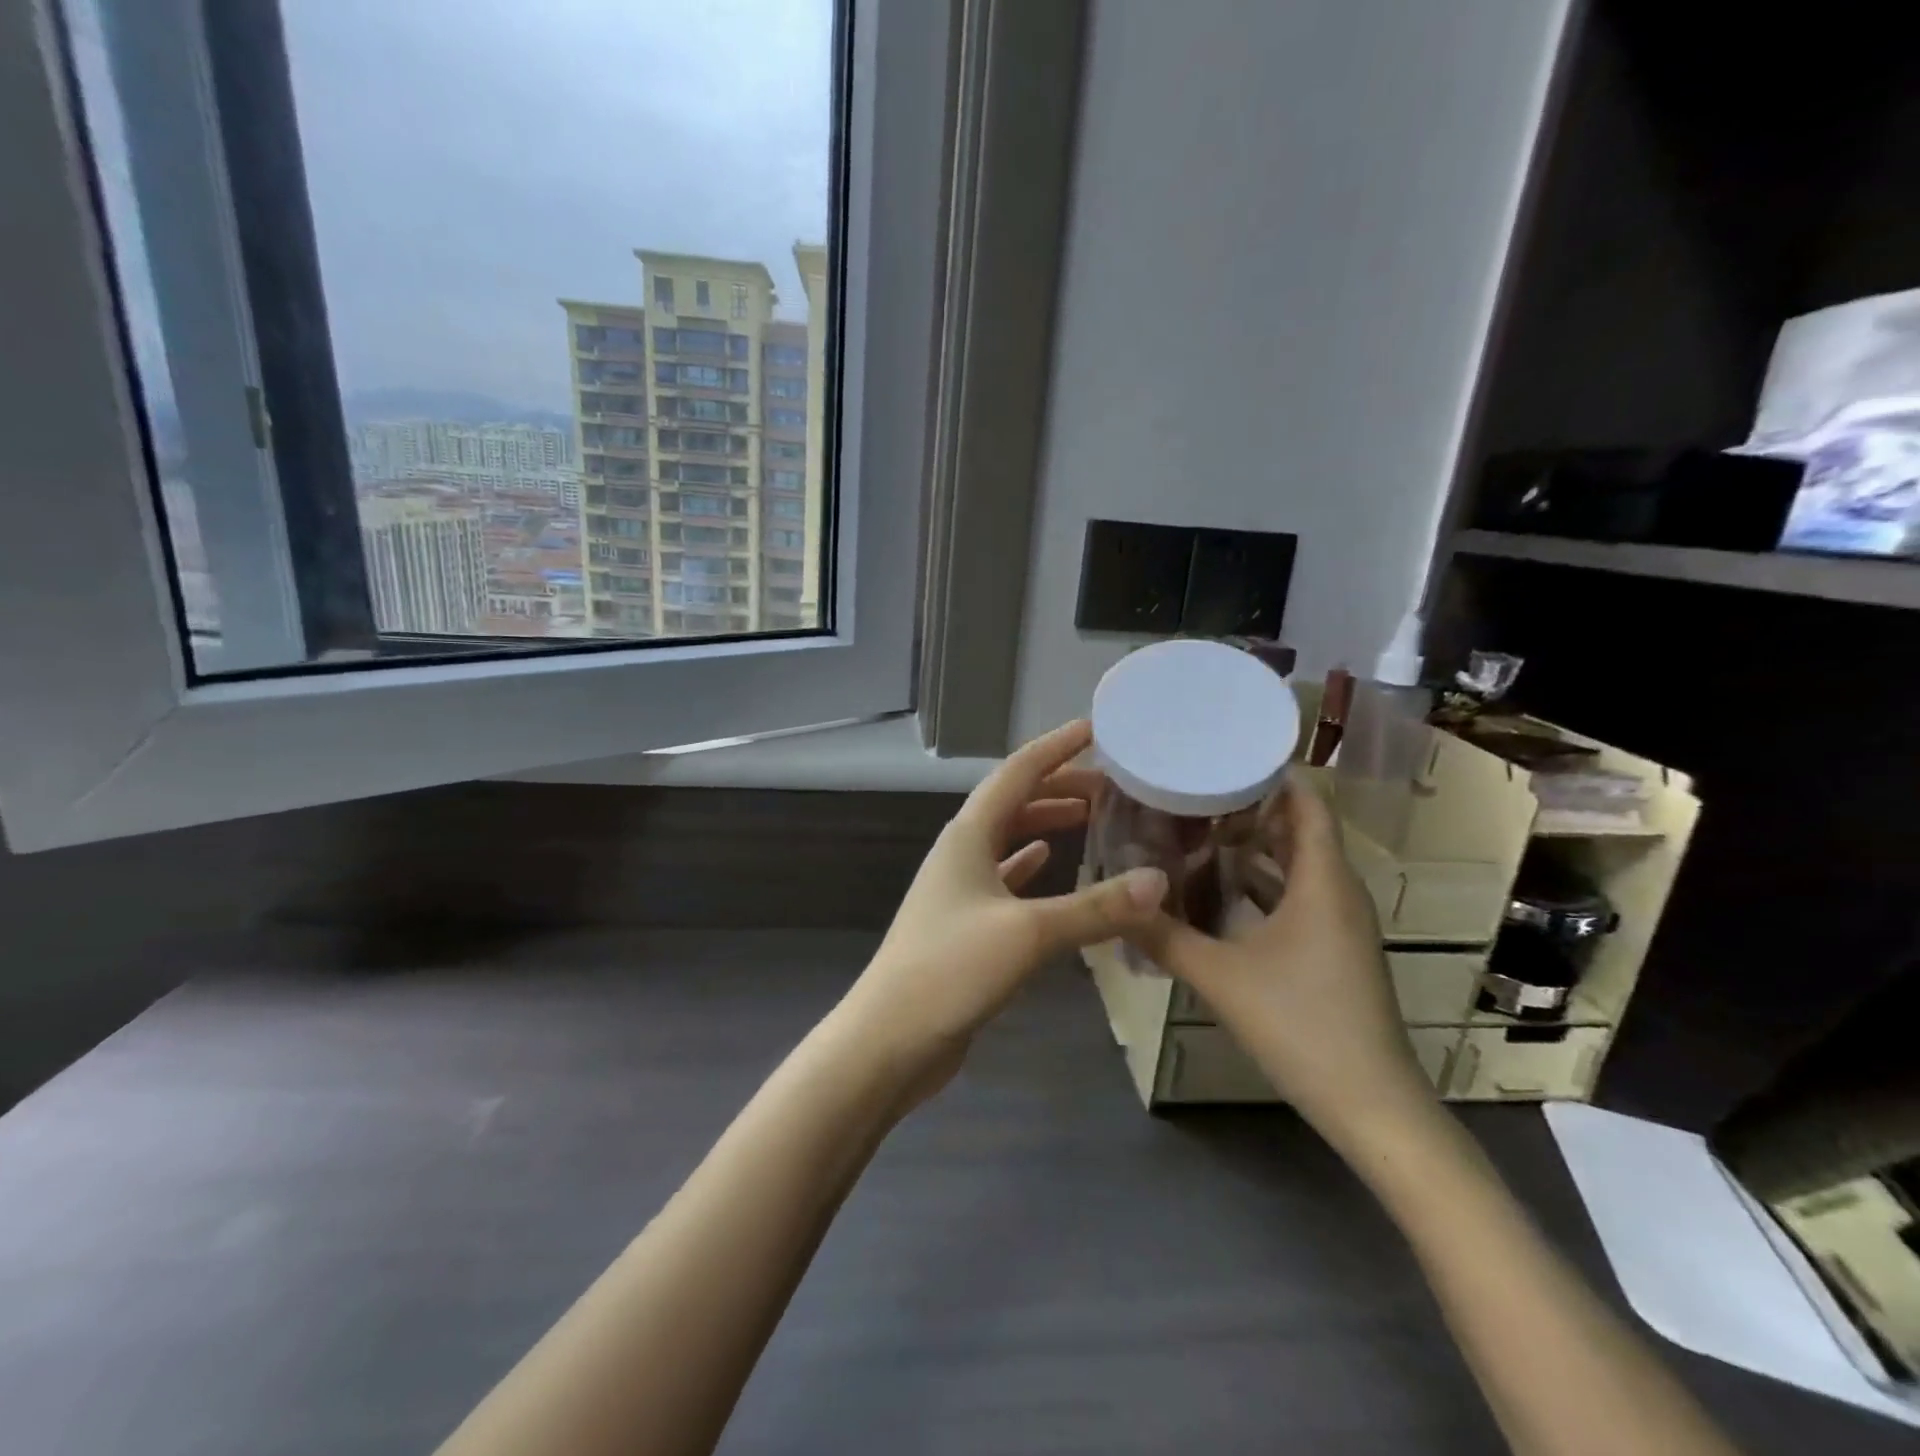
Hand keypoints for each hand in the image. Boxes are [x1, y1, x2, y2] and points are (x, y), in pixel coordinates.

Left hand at [838, 719, 1168, 1099]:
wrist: (890, 1039)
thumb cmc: (951, 970)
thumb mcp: (1029, 933)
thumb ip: (1096, 908)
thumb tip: (1159, 881)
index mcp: (968, 835)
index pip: (1017, 772)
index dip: (1057, 747)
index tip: (1095, 728)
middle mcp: (962, 852)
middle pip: (1014, 803)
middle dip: (1060, 787)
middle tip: (1112, 786)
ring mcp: (961, 889)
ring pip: (1009, 839)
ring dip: (1046, 823)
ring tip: (1091, 818)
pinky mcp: (966, 924)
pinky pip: (1005, 879)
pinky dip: (1030, 865)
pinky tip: (1050, 863)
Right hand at [1128, 777, 1434, 1140]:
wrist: (1372, 1107)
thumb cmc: (1302, 1026)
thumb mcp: (1221, 977)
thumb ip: (1164, 936)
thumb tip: (1115, 902)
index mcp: (1322, 880)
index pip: (1305, 802)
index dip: (1268, 774)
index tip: (1217, 756)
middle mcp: (1336, 891)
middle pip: (1296, 828)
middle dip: (1246, 807)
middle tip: (1189, 793)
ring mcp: (1338, 922)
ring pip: (1294, 865)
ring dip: (1250, 848)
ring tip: (1194, 832)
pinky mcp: (1332, 949)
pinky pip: (1296, 896)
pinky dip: (1260, 885)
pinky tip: (1216, 892)